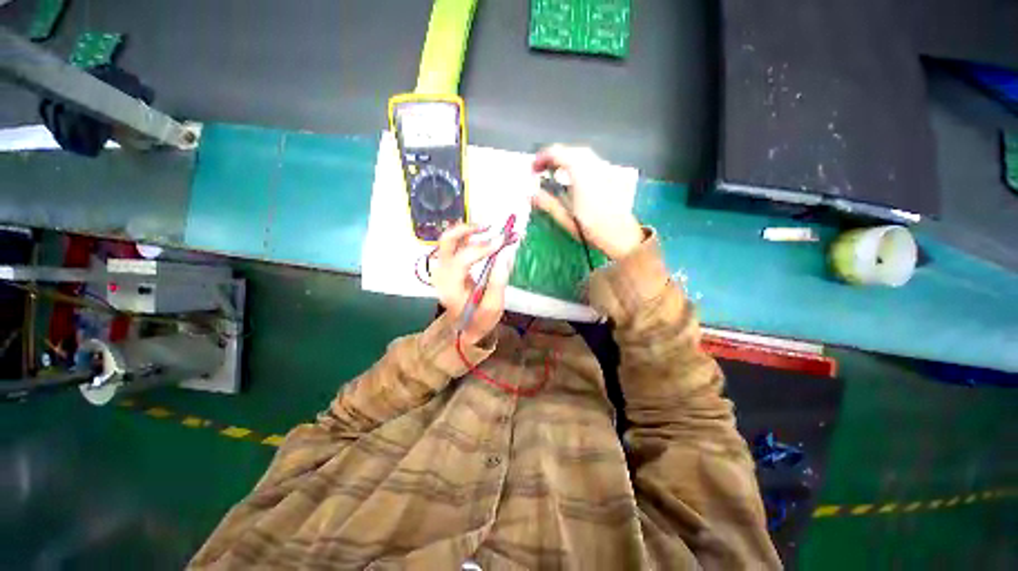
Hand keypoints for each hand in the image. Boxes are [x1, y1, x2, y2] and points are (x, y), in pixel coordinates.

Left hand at [432, 224, 512, 345]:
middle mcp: (442, 275)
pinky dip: (465, 237)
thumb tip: (504, 255)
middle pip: (446, 242)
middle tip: (488, 227)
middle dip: (467, 230)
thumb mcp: (493, 306)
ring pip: (448, 241)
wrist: (463, 329)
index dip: (482, 247)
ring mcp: (442, 270)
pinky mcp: (446, 267)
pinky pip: (452, 246)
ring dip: (466, 231)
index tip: (501, 241)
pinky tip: (479, 238)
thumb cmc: (479, 320)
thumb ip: (498, 281)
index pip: (463, 259)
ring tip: (486, 230)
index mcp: (451, 288)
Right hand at [531, 145, 643, 259]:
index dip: (542, 158)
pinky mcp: (610, 176)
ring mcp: (605, 170)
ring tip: (554, 172)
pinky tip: (572, 177)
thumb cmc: (592, 230)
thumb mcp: (566, 219)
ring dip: (566, 159)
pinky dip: (577, 163)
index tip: (533, 170)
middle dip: (554, 156)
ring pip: (582, 154)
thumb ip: (548, 204)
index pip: (559, 154)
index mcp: (581, 175)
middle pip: (571, 151)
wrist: (622, 236)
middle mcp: (594, 167)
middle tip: (541, 170)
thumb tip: (531, 195)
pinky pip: (591, 161)